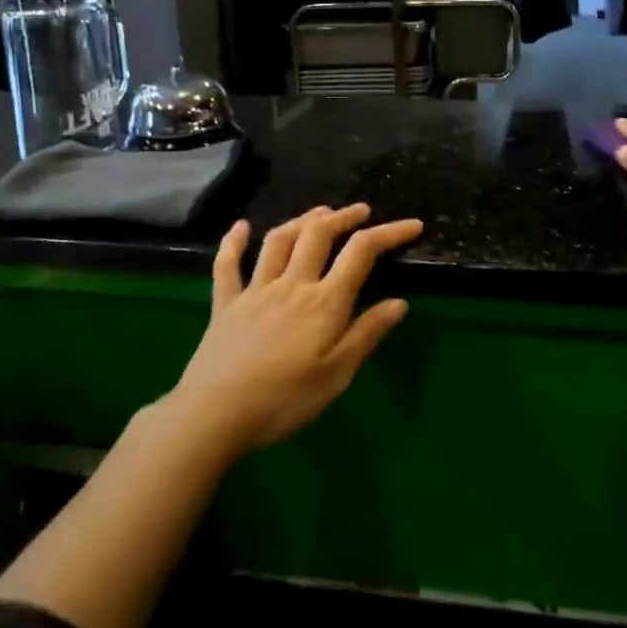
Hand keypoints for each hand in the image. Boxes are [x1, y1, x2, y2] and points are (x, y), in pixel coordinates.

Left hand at [166, 205, 419, 457]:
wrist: (214, 415)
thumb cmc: (284, 401)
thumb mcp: (336, 376)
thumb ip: (366, 335)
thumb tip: (399, 302)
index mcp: (323, 302)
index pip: (361, 253)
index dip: (389, 233)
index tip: (412, 224)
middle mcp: (292, 284)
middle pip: (319, 235)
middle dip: (343, 217)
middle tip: (361, 211)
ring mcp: (255, 290)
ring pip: (279, 240)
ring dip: (302, 220)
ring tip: (319, 214)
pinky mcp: (225, 303)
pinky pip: (228, 265)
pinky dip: (234, 242)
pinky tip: (240, 226)